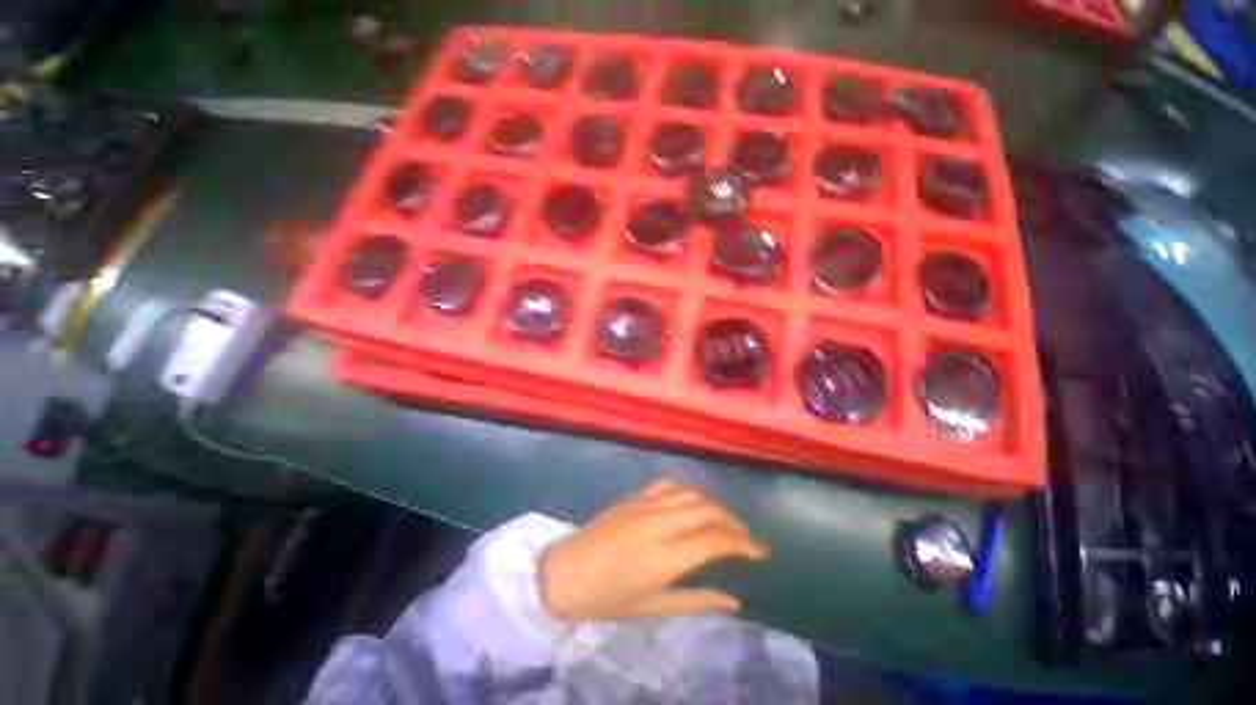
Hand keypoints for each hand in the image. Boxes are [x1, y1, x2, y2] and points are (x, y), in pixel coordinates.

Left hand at [537, 479, 768, 621]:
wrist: (568, 570)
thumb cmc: (608, 598)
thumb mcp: (653, 608)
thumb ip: (696, 601)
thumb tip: (734, 601)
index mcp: (666, 556)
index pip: (716, 540)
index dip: (744, 543)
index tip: (761, 551)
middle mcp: (660, 523)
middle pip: (709, 511)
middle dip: (734, 522)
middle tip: (746, 538)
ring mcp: (647, 504)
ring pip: (692, 493)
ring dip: (714, 504)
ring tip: (724, 519)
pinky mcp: (636, 496)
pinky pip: (669, 484)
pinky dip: (688, 490)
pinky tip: (693, 499)